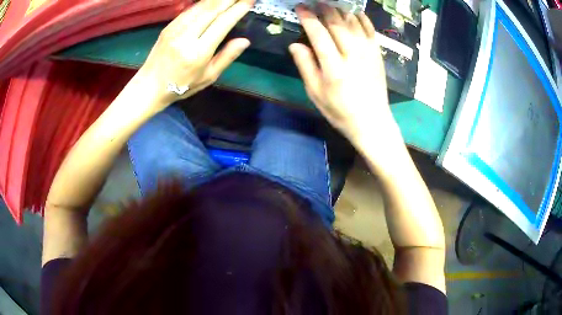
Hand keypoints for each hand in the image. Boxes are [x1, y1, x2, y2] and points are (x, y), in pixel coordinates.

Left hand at [134, 0, 253, 109]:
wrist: (149, 86)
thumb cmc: (181, 86)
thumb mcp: (208, 77)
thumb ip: (226, 57)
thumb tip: (244, 41)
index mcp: (198, 52)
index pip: (223, 23)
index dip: (238, 9)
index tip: (251, 0)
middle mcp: (186, 36)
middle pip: (212, 9)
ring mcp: (175, 29)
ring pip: (201, 6)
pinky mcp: (169, 26)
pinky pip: (191, 9)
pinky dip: (204, 2)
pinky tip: (213, 1)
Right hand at [289, 6, 402, 151]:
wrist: (372, 121)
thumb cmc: (340, 111)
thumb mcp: (316, 93)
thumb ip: (305, 66)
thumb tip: (295, 44)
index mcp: (333, 66)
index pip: (318, 33)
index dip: (308, 17)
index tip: (300, 7)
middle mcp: (352, 54)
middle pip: (336, 22)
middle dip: (323, 8)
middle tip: (314, 2)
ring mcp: (368, 52)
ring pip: (353, 22)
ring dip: (340, 9)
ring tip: (330, 4)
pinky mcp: (377, 53)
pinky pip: (369, 28)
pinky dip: (360, 17)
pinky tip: (353, 12)